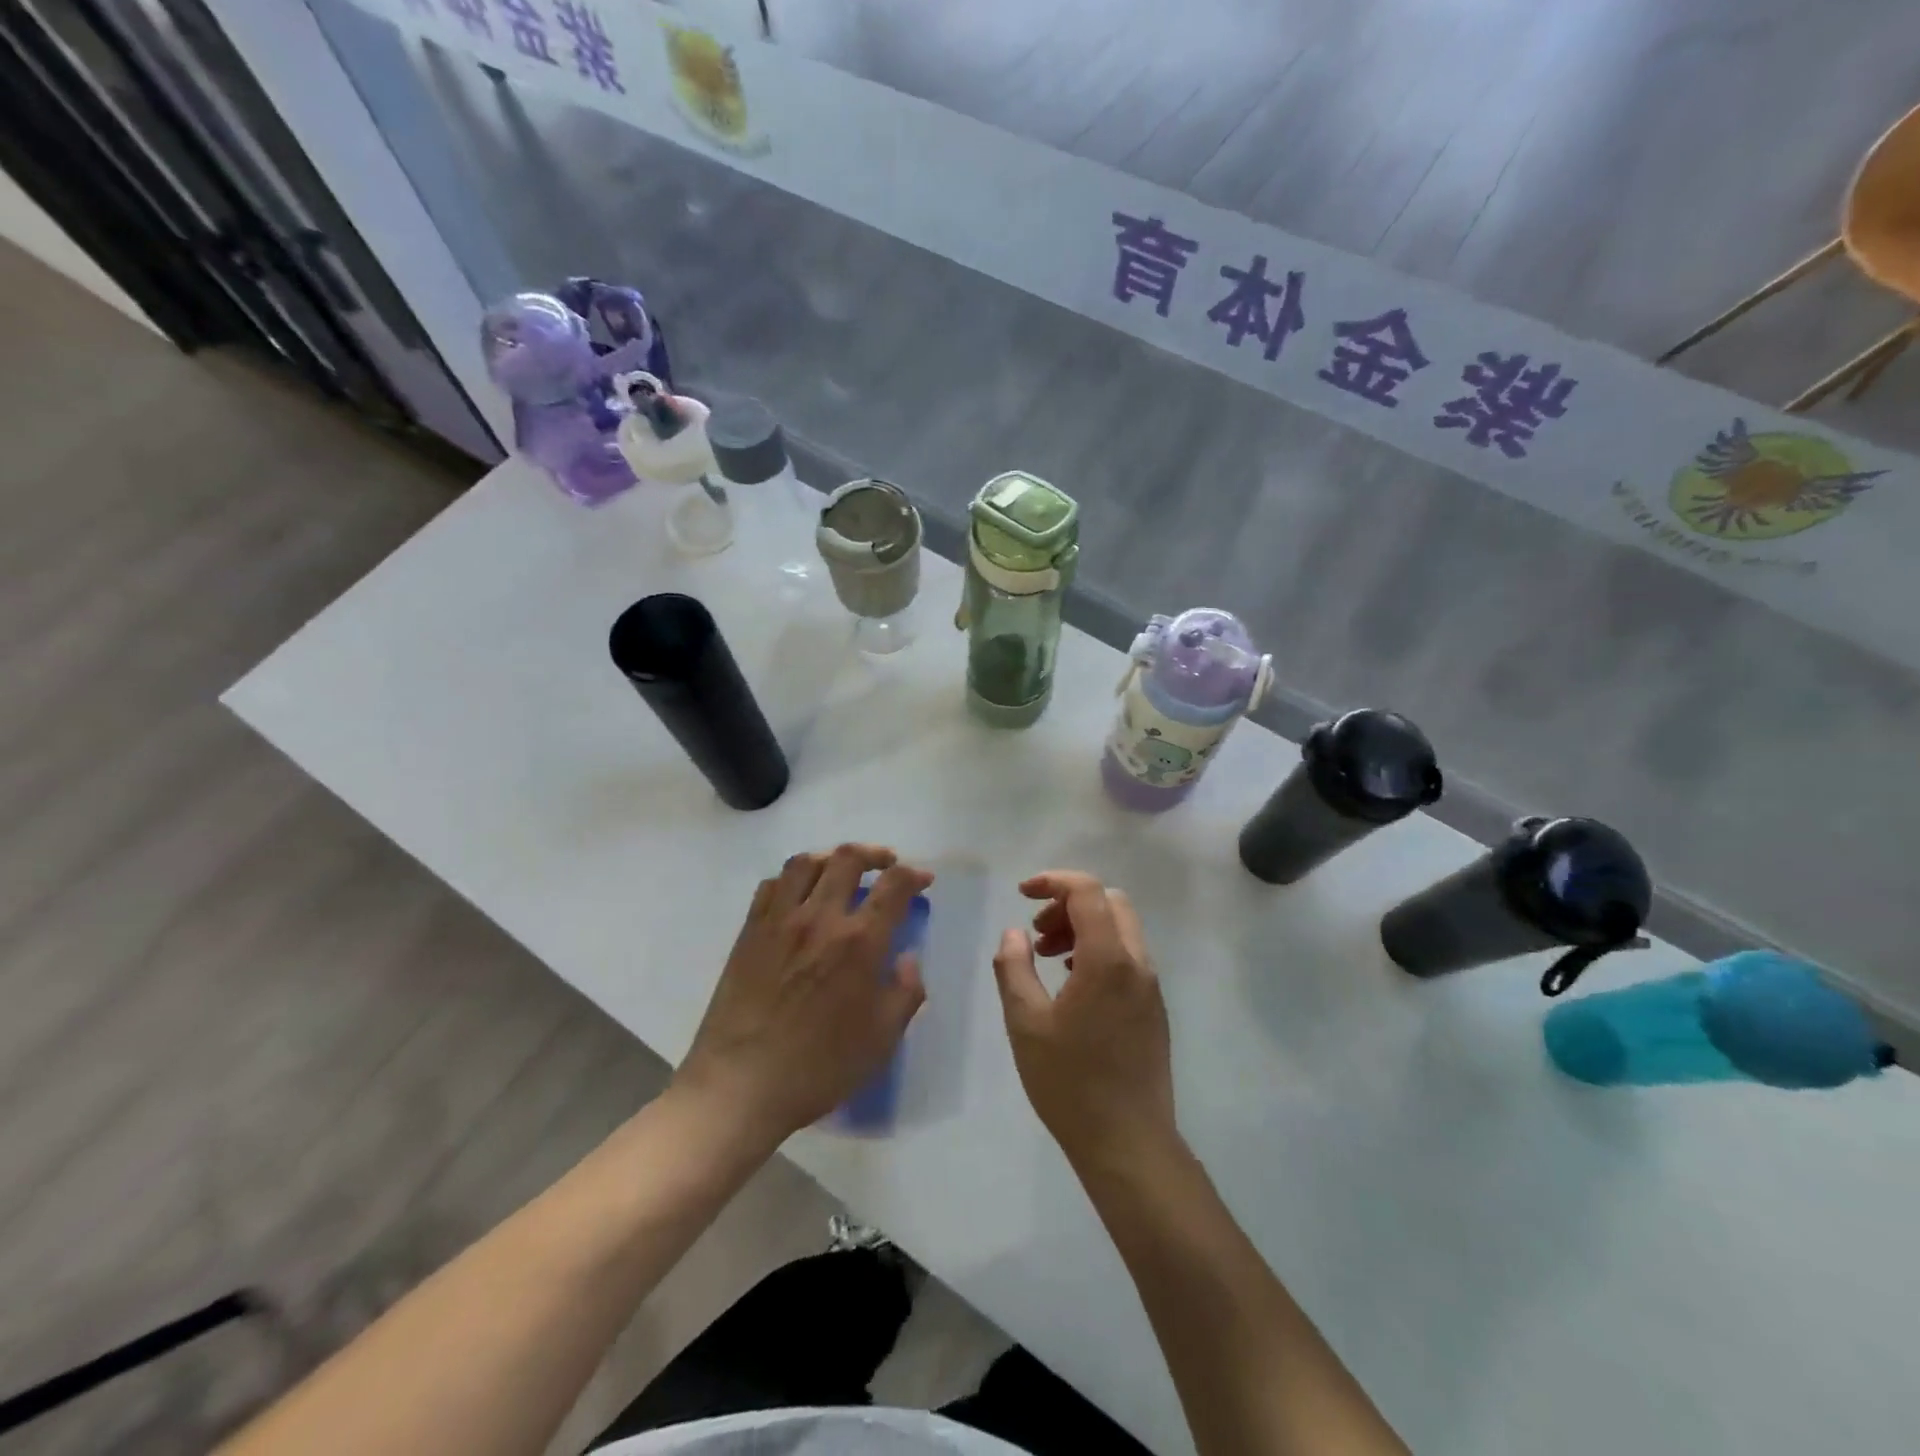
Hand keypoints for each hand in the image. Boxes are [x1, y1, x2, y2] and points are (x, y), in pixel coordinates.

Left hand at [676, 844, 931, 1145]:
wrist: (741, 1085)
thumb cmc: (819, 1067)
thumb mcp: (881, 1040)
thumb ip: (904, 993)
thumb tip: (907, 958)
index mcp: (859, 942)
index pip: (893, 886)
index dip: (913, 875)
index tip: (923, 879)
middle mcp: (820, 918)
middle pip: (848, 859)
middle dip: (875, 854)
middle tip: (886, 865)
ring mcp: (779, 920)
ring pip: (806, 862)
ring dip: (831, 858)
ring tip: (842, 870)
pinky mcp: (749, 931)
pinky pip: (771, 885)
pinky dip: (792, 878)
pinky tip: (799, 894)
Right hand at [992, 870, 1176, 1173]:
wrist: (1129, 1143)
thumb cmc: (1070, 1082)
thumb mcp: (1025, 1023)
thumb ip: (1014, 967)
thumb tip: (1015, 933)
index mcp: (1108, 959)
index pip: (1087, 891)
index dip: (1052, 881)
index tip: (1022, 894)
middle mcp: (1137, 963)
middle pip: (1109, 902)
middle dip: (1068, 903)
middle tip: (1036, 932)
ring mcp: (1150, 986)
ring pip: (1121, 929)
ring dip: (1083, 927)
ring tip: (1046, 958)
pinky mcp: (1153, 1008)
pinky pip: (1127, 956)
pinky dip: (1098, 950)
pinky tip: (1071, 985)